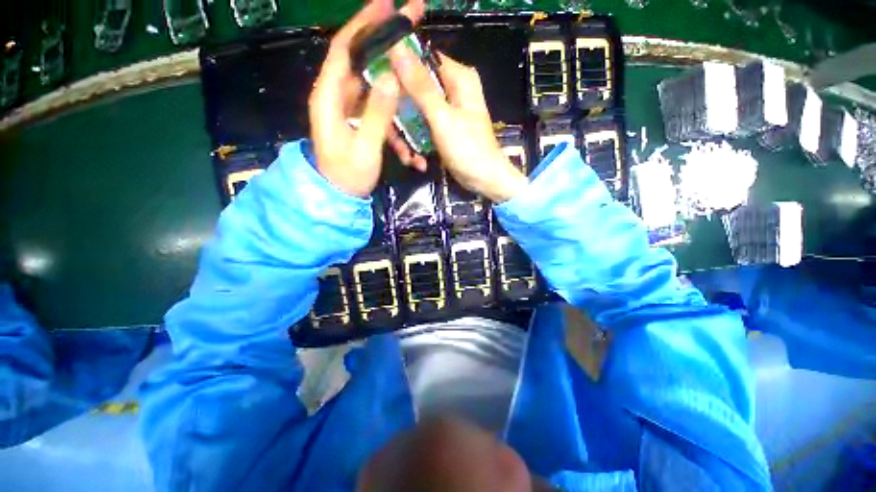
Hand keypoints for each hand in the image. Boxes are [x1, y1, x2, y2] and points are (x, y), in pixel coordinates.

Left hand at [308, 0, 424, 197]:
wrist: (339, 196)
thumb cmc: (347, 175)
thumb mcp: (364, 148)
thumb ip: (376, 114)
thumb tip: (390, 77)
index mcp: (329, 97)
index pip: (345, 49)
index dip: (364, 24)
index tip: (387, 4)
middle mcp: (337, 96)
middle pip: (360, 58)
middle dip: (384, 38)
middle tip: (410, 19)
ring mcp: (350, 109)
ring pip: (373, 82)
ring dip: (395, 79)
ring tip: (416, 68)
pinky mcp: (360, 120)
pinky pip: (379, 108)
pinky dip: (394, 116)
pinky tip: (407, 136)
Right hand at [389, 50, 528, 201]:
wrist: (484, 180)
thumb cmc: (468, 150)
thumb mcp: (442, 118)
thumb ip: (420, 86)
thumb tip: (396, 47)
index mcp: (457, 77)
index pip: (420, 59)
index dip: (397, 71)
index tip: (381, 93)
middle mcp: (451, 89)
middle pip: (413, 90)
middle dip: (401, 118)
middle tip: (395, 139)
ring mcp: (446, 111)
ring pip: (414, 113)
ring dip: (407, 137)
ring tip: (409, 157)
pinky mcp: (442, 129)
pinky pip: (421, 129)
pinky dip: (416, 145)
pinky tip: (418, 161)